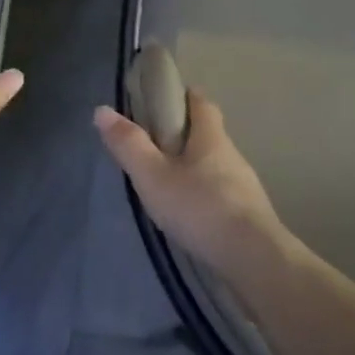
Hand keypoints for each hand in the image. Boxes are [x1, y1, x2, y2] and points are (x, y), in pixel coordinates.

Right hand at [93, 91, 285, 275]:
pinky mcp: (249, 214)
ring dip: (194, 168)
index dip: (183, 96)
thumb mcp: (154, 176)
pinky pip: (222, 193)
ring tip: (167, 184)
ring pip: (215, 165)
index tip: (163, 100)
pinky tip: (190, 214)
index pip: (201, 102)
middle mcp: (231, 154)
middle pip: (208, 133)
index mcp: (211, 136)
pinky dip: (204, 195)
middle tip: (154, 146)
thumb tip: (102, 110)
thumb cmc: (200, 208)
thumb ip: (129, 144)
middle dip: (184, 135)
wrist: (253, 258)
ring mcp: (244, 185)